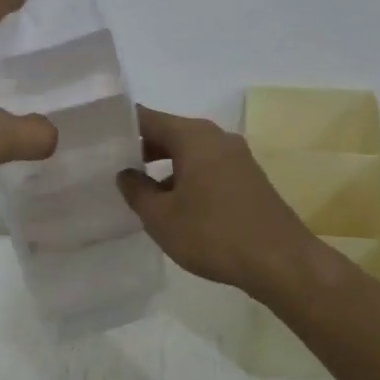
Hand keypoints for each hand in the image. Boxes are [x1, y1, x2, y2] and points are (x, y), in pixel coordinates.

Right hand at [117, 105, 324, 303]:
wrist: (282, 262)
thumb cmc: (213, 234)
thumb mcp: (162, 217)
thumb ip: (137, 191)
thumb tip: (125, 173)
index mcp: (193, 136)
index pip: (147, 118)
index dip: (120, 126)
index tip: (97, 138)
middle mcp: (216, 137)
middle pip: (169, 132)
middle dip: (141, 148)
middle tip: (110, 165)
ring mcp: (237, 157)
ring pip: (189, 152)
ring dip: (164, 166)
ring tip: (138, 189)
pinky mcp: (248, 178)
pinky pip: (207, 167)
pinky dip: (186, 177)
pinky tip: (174, 205)